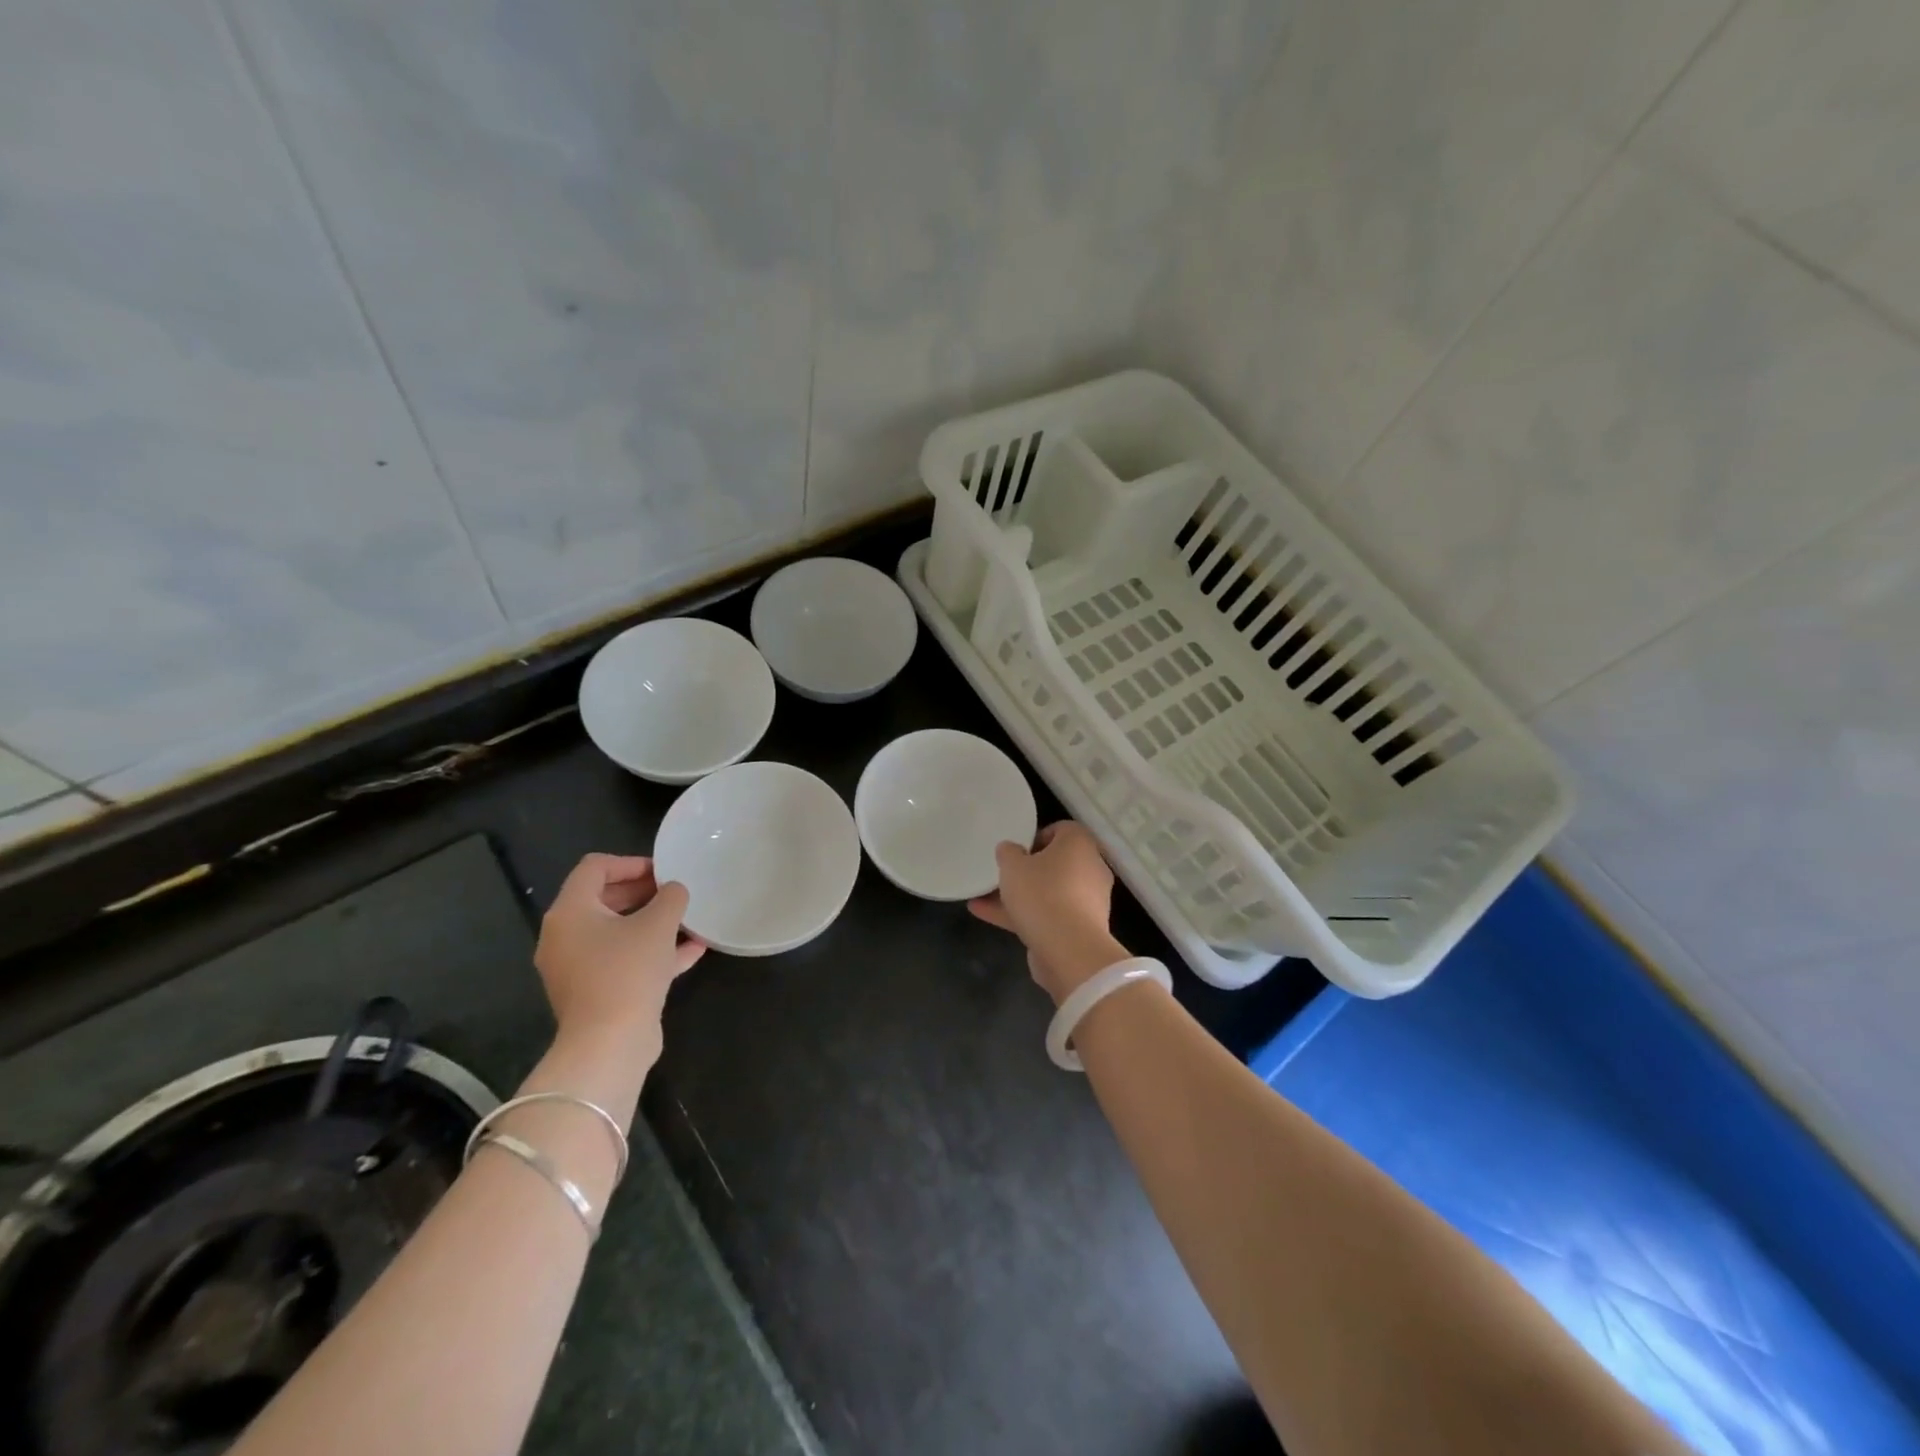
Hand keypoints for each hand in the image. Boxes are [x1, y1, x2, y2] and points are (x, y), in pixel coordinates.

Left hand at [535, 854, 704, 1058]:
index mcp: (569, 912)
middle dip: (643, 892)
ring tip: (687, 918)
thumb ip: (671, 897)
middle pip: (603, 899)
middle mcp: (564, 937)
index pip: (594, 868)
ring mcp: (577, 967)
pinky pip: (623, 960)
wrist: (609, 1044)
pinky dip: (652, 951)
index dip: (631, 862)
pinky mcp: (594, 992)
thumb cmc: (628, 971)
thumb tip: (674, 890)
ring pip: (616, 932)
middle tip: (676, 892)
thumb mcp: (658, 924)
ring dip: (651, 922)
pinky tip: (692, 950)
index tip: (664, 871)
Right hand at [968, 821, 1126, 1005]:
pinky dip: (1024, 916)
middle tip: (1001, 876)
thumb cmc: (1042, 894)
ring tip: (981, 899)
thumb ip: (1008, 852)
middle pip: (1055, 863)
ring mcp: (1087, 901)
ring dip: (1019, 896)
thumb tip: (1011, 849)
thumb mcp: (1013, 865)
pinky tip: (988, 917)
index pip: (1061, 830)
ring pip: (1049, 892)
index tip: (1015, 851)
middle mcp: (1090, 869)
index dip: (1035, 837)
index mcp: (1079, 845)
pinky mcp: (1080, 929)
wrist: (1070, 951)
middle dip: (1025, 871)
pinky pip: (1049, 915)